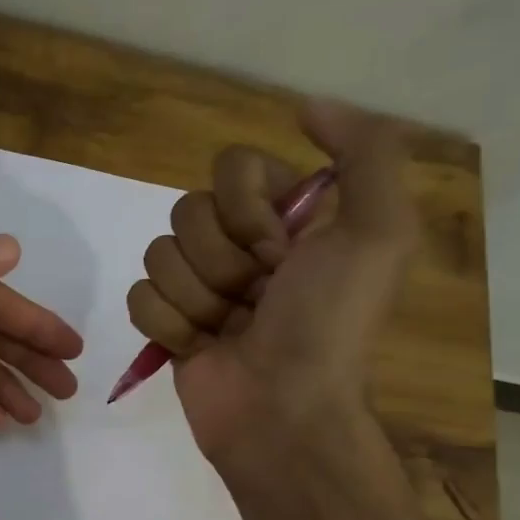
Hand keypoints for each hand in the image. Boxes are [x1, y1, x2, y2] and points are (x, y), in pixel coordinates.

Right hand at [125, 98, 420, 467]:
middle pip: (189, 211)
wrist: (283, 413)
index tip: (281, 253)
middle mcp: (243, 247)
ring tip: (229, 330)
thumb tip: (306, 105)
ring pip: (159, 254)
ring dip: (197, 298)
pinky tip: (199, 348)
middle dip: (222, 261)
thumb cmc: (328, 325)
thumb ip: (365, 152)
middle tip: (257, 299)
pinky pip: (140, 297)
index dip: (248, 210)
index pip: (233, 167)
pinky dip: (168, 325)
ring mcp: (202, 287)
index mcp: (289, 219)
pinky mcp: (169, 324)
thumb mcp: (379, 233)